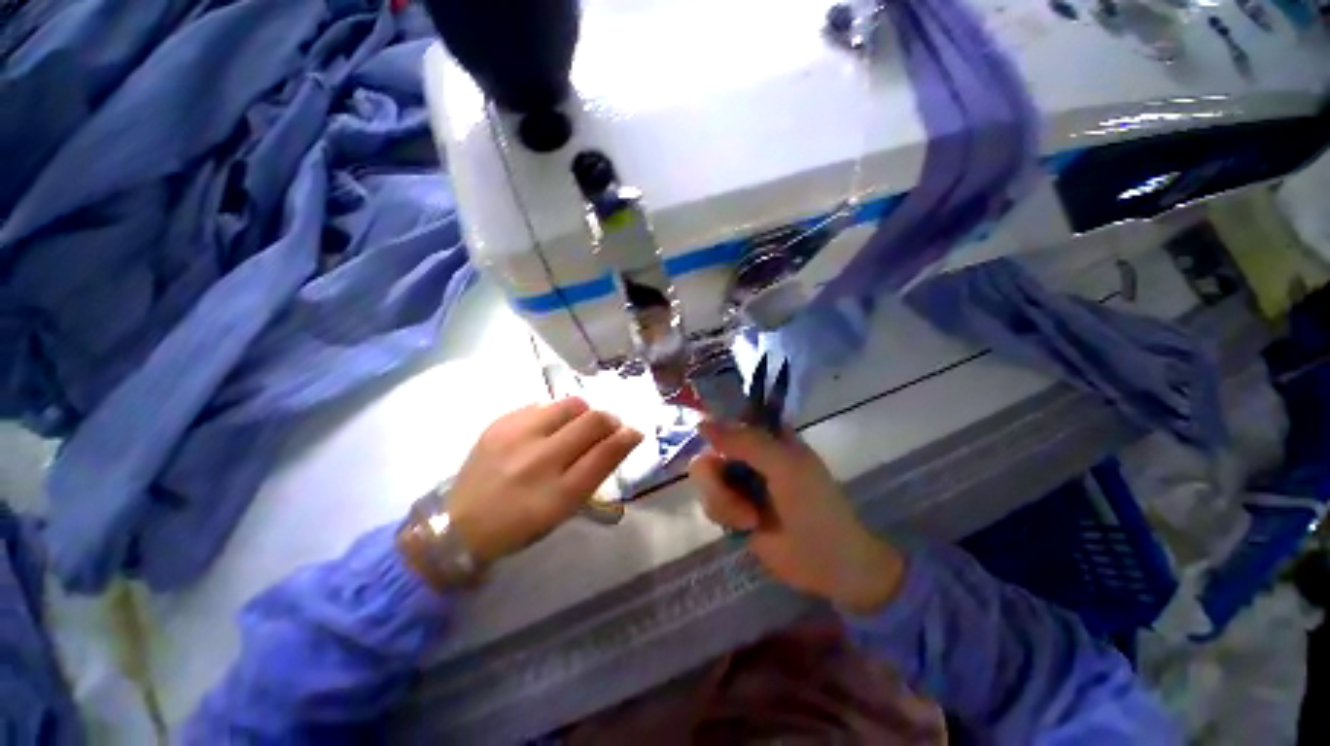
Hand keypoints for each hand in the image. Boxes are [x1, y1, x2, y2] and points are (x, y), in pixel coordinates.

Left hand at [447, 398, 642, 564]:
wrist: (461, 524)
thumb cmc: (522, 524)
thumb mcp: (565, 509)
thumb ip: (594, 471)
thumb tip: (620, 437)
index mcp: (559, 493)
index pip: (606, 452)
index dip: (627, 437)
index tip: (633, 433)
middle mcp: (540, 460)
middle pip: (592, 421)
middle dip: (609, 420)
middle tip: (607, 428)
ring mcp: (516, 437)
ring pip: (570, 404)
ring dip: (583, 413)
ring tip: (574, 427)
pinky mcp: (499, 423)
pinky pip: (542, 405)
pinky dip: (554, 414)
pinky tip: (546, 430)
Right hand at [688, 421, 905, 613]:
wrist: (829, 565)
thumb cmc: (816, 508)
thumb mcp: (785, 467)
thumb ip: (746, 442)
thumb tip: (701, 424)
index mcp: (766, 437)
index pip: (728, 421)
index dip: (714, 433)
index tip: (712, 453)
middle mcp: (748, 455)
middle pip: (709, 453)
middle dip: (716, 481)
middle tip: (735, 500)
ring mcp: (739, 482)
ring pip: (705, 480)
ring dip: (723, 503)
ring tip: (749, 521)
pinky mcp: (732, 509)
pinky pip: (709, 503)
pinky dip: (724, 516)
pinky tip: (746, 528)